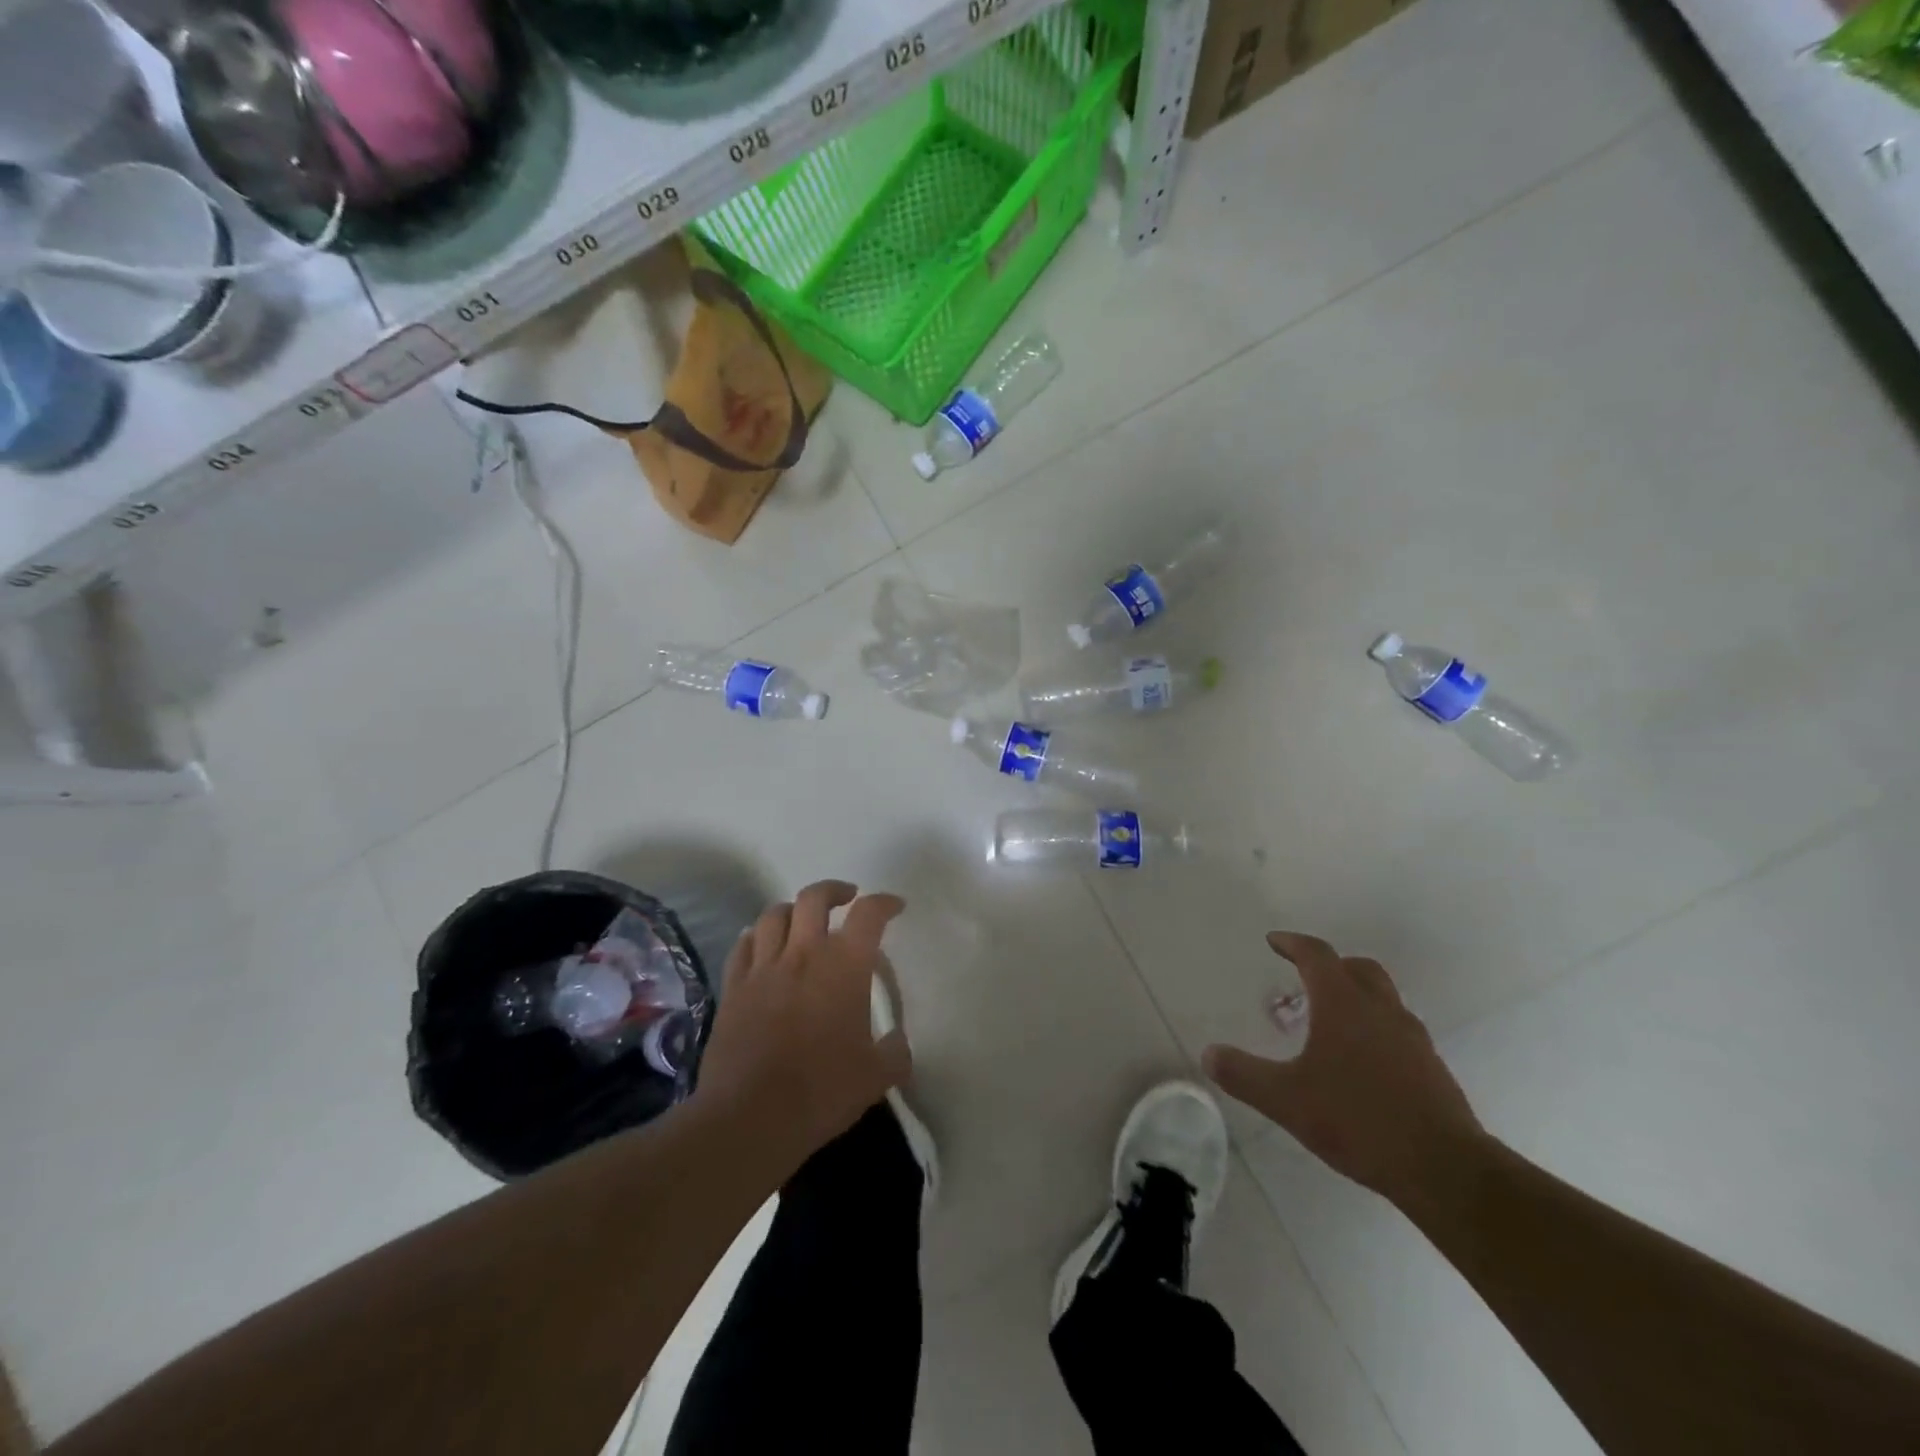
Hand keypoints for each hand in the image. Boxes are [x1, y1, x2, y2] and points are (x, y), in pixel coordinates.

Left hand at [693, 880, 910, 1168]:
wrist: (750, 1118)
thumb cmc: (822, 1092)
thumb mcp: (876, 1077)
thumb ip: (895, 1053)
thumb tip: (898, 1042)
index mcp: (844, 966)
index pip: (868, 914)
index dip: (884, 903)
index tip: (894, 907)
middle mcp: (803, 954)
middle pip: (814, 897)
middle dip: (834, 890)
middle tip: (846, 899)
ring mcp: (763, 969)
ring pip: (774, 914)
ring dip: (794, 910)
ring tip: (803, 921)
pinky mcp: (733, 989)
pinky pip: (743, 946)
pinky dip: (757, 937)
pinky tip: (762, 946)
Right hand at [1203, 933, 1484, 1204]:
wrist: (1444, 1169)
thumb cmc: (1358, 1120)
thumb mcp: (1286, 1100)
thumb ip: (1244, 1075)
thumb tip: (1208, 1053)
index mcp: (1344, 1004)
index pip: (1317, 955)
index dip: (1293, 943)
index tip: (1274, 941)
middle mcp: (1381, 1010)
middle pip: (1358, 968)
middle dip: (1330, 965)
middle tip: (1305, 978)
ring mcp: (1412, 1039)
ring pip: (1383, 998)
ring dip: (1355, 996)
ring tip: (1329, 1023)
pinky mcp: (1431, 1069)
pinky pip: (1398, 1030)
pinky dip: (1375, 1029)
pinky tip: (1360, 1064)